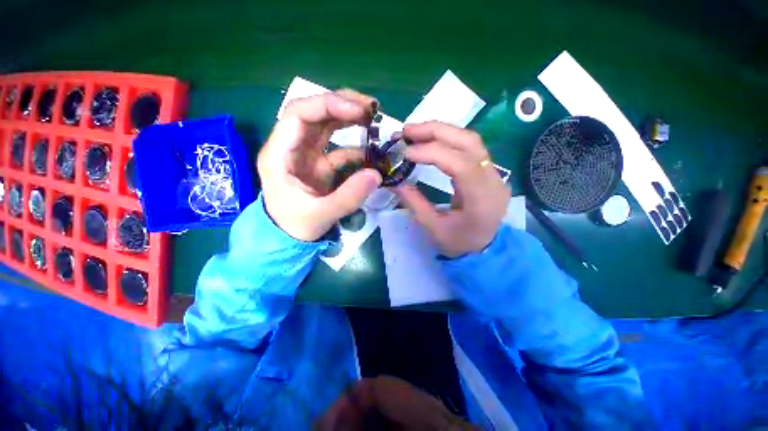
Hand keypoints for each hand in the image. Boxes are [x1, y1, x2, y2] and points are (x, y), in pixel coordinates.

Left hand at [258, 90, 381, 240]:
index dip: (329, 105)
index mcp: (279, 154)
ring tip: (374, 120)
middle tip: (372, 108)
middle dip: (342, 104)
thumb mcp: (321, 215)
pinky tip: (372, 152)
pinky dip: (355, 147)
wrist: (287, 237)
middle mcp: (291, 147)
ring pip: (325, 125)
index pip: (299, 114)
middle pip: (314, 112)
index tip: (359, 111)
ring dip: (349, 119)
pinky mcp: (319, 164)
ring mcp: (306, 154)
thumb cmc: (295, 226)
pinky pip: (338, 148)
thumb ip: (349, 197)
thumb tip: (377, 175)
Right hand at [394, 121, 510, 256]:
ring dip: (440, 131)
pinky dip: (447, 139)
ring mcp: (494, 173)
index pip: (460, 164)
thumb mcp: (434, 228)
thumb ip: (414, 202)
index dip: (432, 153)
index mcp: (481, 200)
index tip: (405, 153)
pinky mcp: (488, 170)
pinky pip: (469, 147)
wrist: (486, 249)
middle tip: (406, 131)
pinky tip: (430, 141)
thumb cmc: (460, 244)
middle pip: (469, 142)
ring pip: (470, 139)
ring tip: (414, 132)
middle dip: (435, 132)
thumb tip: (393, 181)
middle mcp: (493, 180)